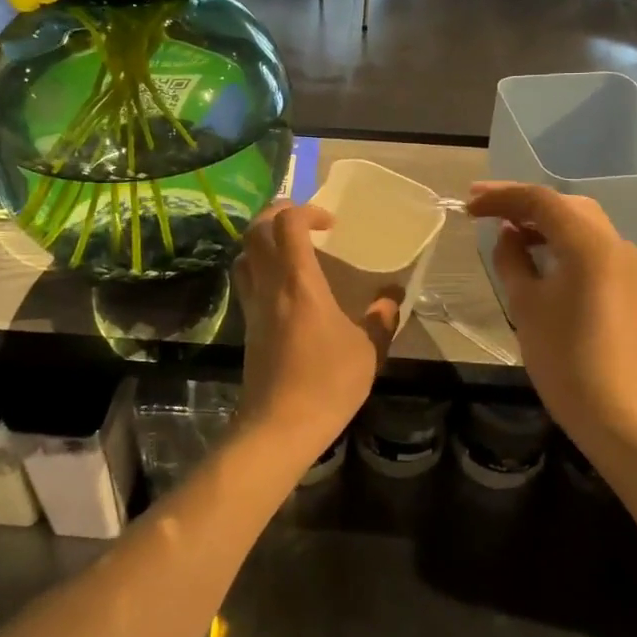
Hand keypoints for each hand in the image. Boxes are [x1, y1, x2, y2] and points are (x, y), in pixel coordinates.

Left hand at [233, 202, 398, 453]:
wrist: (279, 426)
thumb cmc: (327, 384)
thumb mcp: (368, 351)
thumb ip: (381, 319)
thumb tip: (392, 297)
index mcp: (298, 282)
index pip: (288, 223)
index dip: (307, 211)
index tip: (331, 224)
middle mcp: (269, 285)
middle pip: (255, 230)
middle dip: (276, 213)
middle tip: (304, 222)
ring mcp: (252, 305)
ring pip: (243, 254)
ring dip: (263, 240)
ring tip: (290, 248)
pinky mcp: (247, 325)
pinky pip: (245, 280)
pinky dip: (258, 266)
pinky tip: (283, 285)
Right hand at [466, 182, 636, 434]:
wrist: (616, 413)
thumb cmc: (563, 358)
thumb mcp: (525, 304)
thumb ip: (512, 259)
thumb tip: (508, 235)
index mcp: (589, 244)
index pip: (540, 201)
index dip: (501, 197)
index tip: (469, 204)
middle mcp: (613, 242)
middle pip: (564, 204)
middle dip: (522, 202)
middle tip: (482, 207)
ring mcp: (624, 262)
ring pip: (579, 222)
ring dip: (541, 220)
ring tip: (503, 226)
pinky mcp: (625, 282)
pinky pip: (589, 244)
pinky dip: (560, 239)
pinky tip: (534, 251)